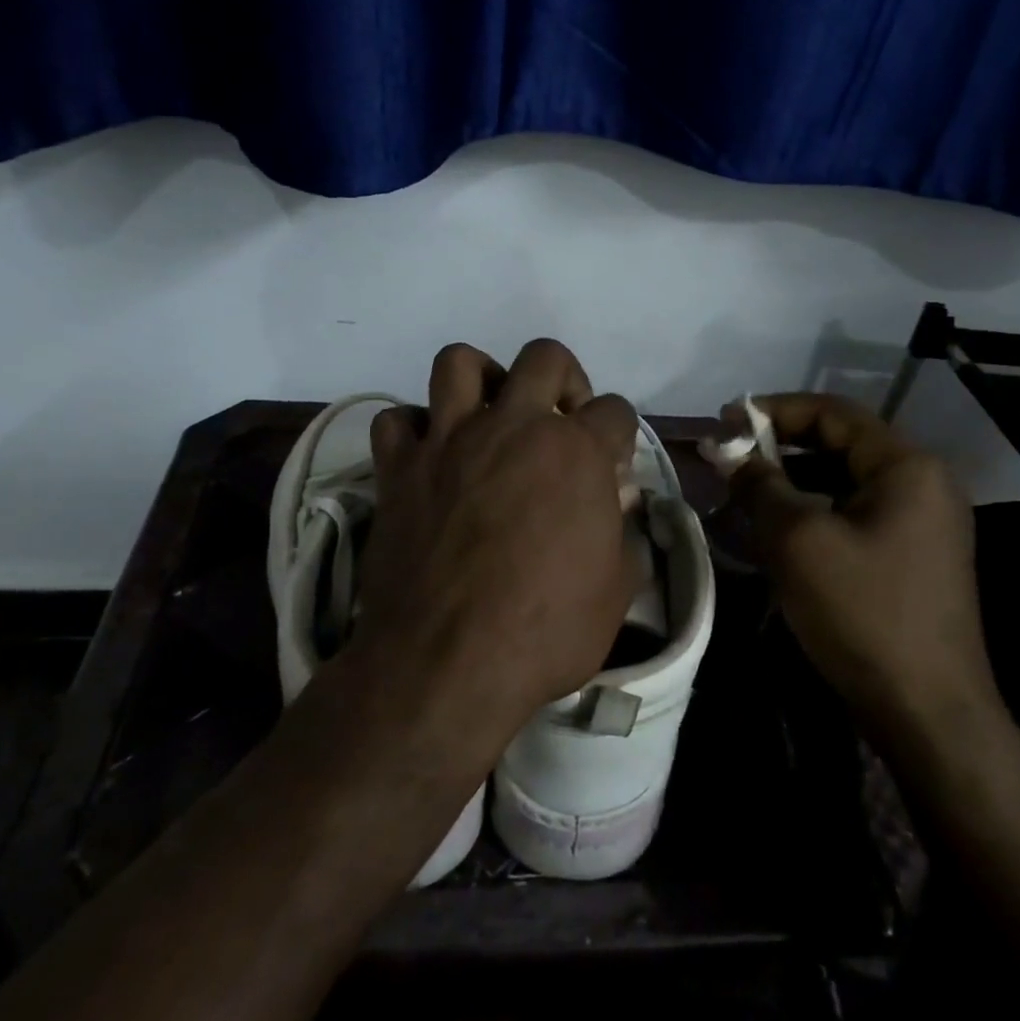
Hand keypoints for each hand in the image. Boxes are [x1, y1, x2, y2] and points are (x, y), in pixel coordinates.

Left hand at [349, 340, 640, 759]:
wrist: (445, 664)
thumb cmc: (544, 632)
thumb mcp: (615, 592)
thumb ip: (623, 535)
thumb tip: (619, 504)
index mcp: (576, 453)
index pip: (616, 411)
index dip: (620, 434)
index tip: (612, 463)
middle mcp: (514, 427)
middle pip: (545, 356)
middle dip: (564, 378)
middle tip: (559, 420)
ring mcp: (450, 441)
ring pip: (459, 362)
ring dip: (481, 378)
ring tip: (489, 414)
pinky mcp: (399, 468)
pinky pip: (396, 419)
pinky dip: (412, 429)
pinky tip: (428, 455)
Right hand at [726, 393, 993, 739]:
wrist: (928, 712)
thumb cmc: (863, 613)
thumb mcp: (798, 541)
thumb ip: (760, 484)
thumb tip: (726, 449)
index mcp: (907, 467)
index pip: (833, 413)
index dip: (774, 410)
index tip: (725, 421)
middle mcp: (923, 483)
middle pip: (840, 444)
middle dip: (779, 446)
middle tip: (728, 457)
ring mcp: (922, 522)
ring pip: (844, 481)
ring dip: (792, 479)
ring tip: (744, 490)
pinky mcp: (912, 556)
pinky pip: (854, 514)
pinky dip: (813, 510)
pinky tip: (777, 529)